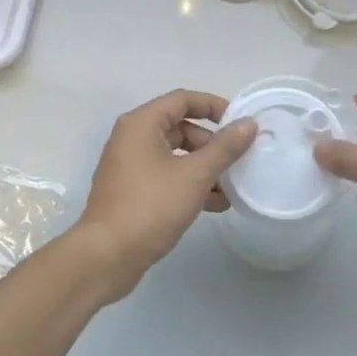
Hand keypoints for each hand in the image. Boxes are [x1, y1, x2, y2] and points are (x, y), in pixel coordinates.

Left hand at [76, 90, 258, 301]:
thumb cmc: (151, 206)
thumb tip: (249, 123)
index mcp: (141, 124)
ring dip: (204, 168)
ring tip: (231, 188)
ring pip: (175, 156)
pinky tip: (215, 204)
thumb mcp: (195, 175)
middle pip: (180, 128)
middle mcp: (132, 138)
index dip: (214, 106)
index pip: (183, 99)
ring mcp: (130, 166)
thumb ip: (225, 148)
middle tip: (237, 160)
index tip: (240, 122)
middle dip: (211, 144)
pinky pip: (167, 177)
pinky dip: (189, 184)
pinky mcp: (132, 191)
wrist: (107, 256)